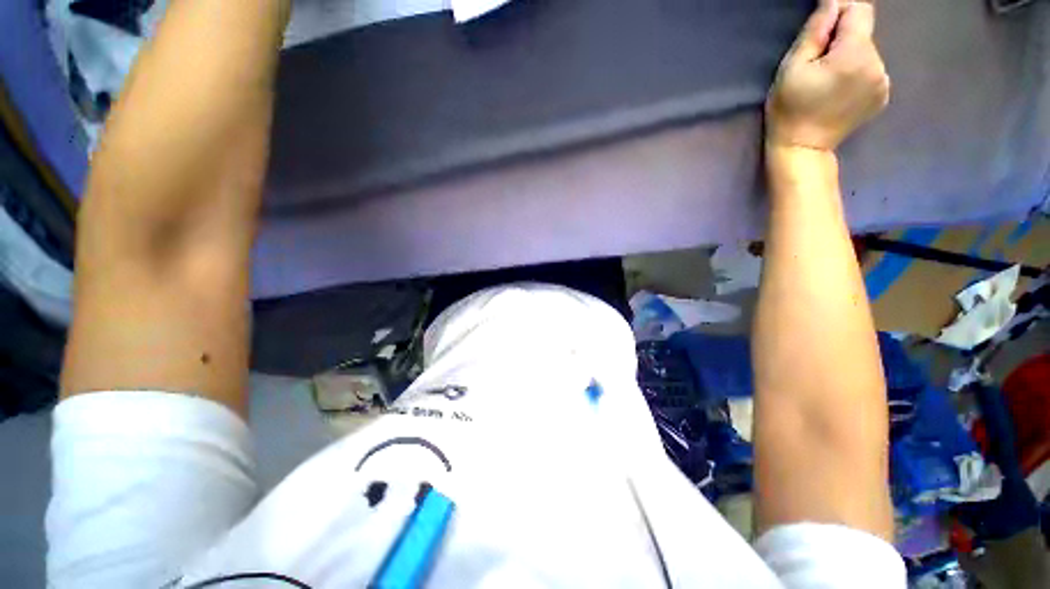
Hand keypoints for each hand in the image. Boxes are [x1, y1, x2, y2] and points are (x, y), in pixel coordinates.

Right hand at [766, 0, 889, 151]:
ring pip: (868, 52)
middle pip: (864, 32)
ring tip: (828, 80)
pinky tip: (839, 90)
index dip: (841, 11)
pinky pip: (872, 70)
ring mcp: (883, 82)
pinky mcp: (882, 95)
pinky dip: (857, 73)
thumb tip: (831, 4)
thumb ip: (815, 31)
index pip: (859, 10)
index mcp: (855, 55)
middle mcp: (877, 64)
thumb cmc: (790, 110)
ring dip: (850, 56)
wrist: (802, 149)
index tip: (823, 25)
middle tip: (819, 62)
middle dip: (843, 38)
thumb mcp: (792, 67)